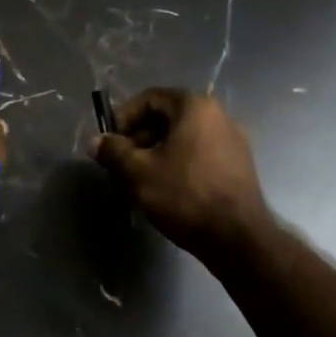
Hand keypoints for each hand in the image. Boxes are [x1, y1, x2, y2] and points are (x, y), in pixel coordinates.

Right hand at [93, 88, 273, 255]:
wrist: (237, 238)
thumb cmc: (184, 195)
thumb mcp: (138, 172)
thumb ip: (113, 151)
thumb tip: (96, 142)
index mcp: (195, 107)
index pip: (150, 98)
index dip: (124, 117)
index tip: (110, 141)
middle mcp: (218, 116)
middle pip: (168, 118)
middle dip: (139, 138)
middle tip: (121, 163)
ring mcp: (233, 142)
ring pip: (183, 139)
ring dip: (156, 153)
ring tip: (139, 180)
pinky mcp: (239, 167)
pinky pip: (199, 155)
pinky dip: (178, 164)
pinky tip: (165, 190)